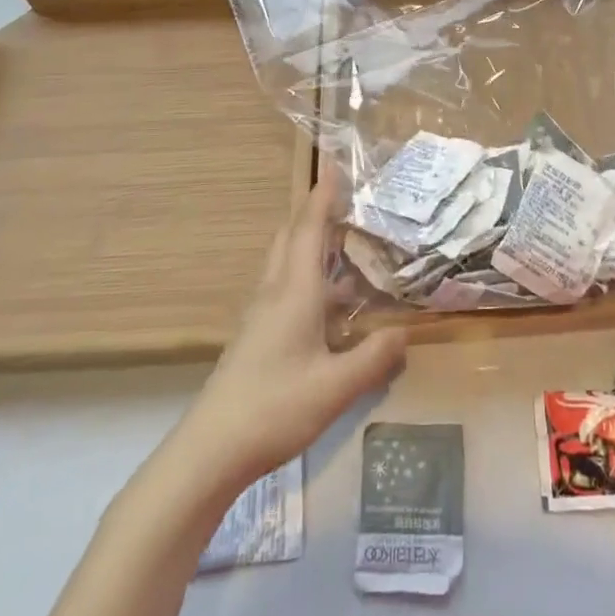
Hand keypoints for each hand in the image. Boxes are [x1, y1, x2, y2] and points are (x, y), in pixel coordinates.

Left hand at [183, 168, 406, 486]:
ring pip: (286, 264)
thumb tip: (405, 332)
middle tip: (345, 203)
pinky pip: (284, 289)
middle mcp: (275, 293)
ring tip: (345, 248)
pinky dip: (307, 278)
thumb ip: (374, 357)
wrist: (209, 451)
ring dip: (311, 246)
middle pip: (291, 238)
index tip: (334, 165)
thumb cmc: (274, 407)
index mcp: (294, 291)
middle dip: (315, 214)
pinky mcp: (256, 338)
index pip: (309, 228)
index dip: (323, 196)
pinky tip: (329, 306)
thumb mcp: (335, 387)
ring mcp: (261, 316)